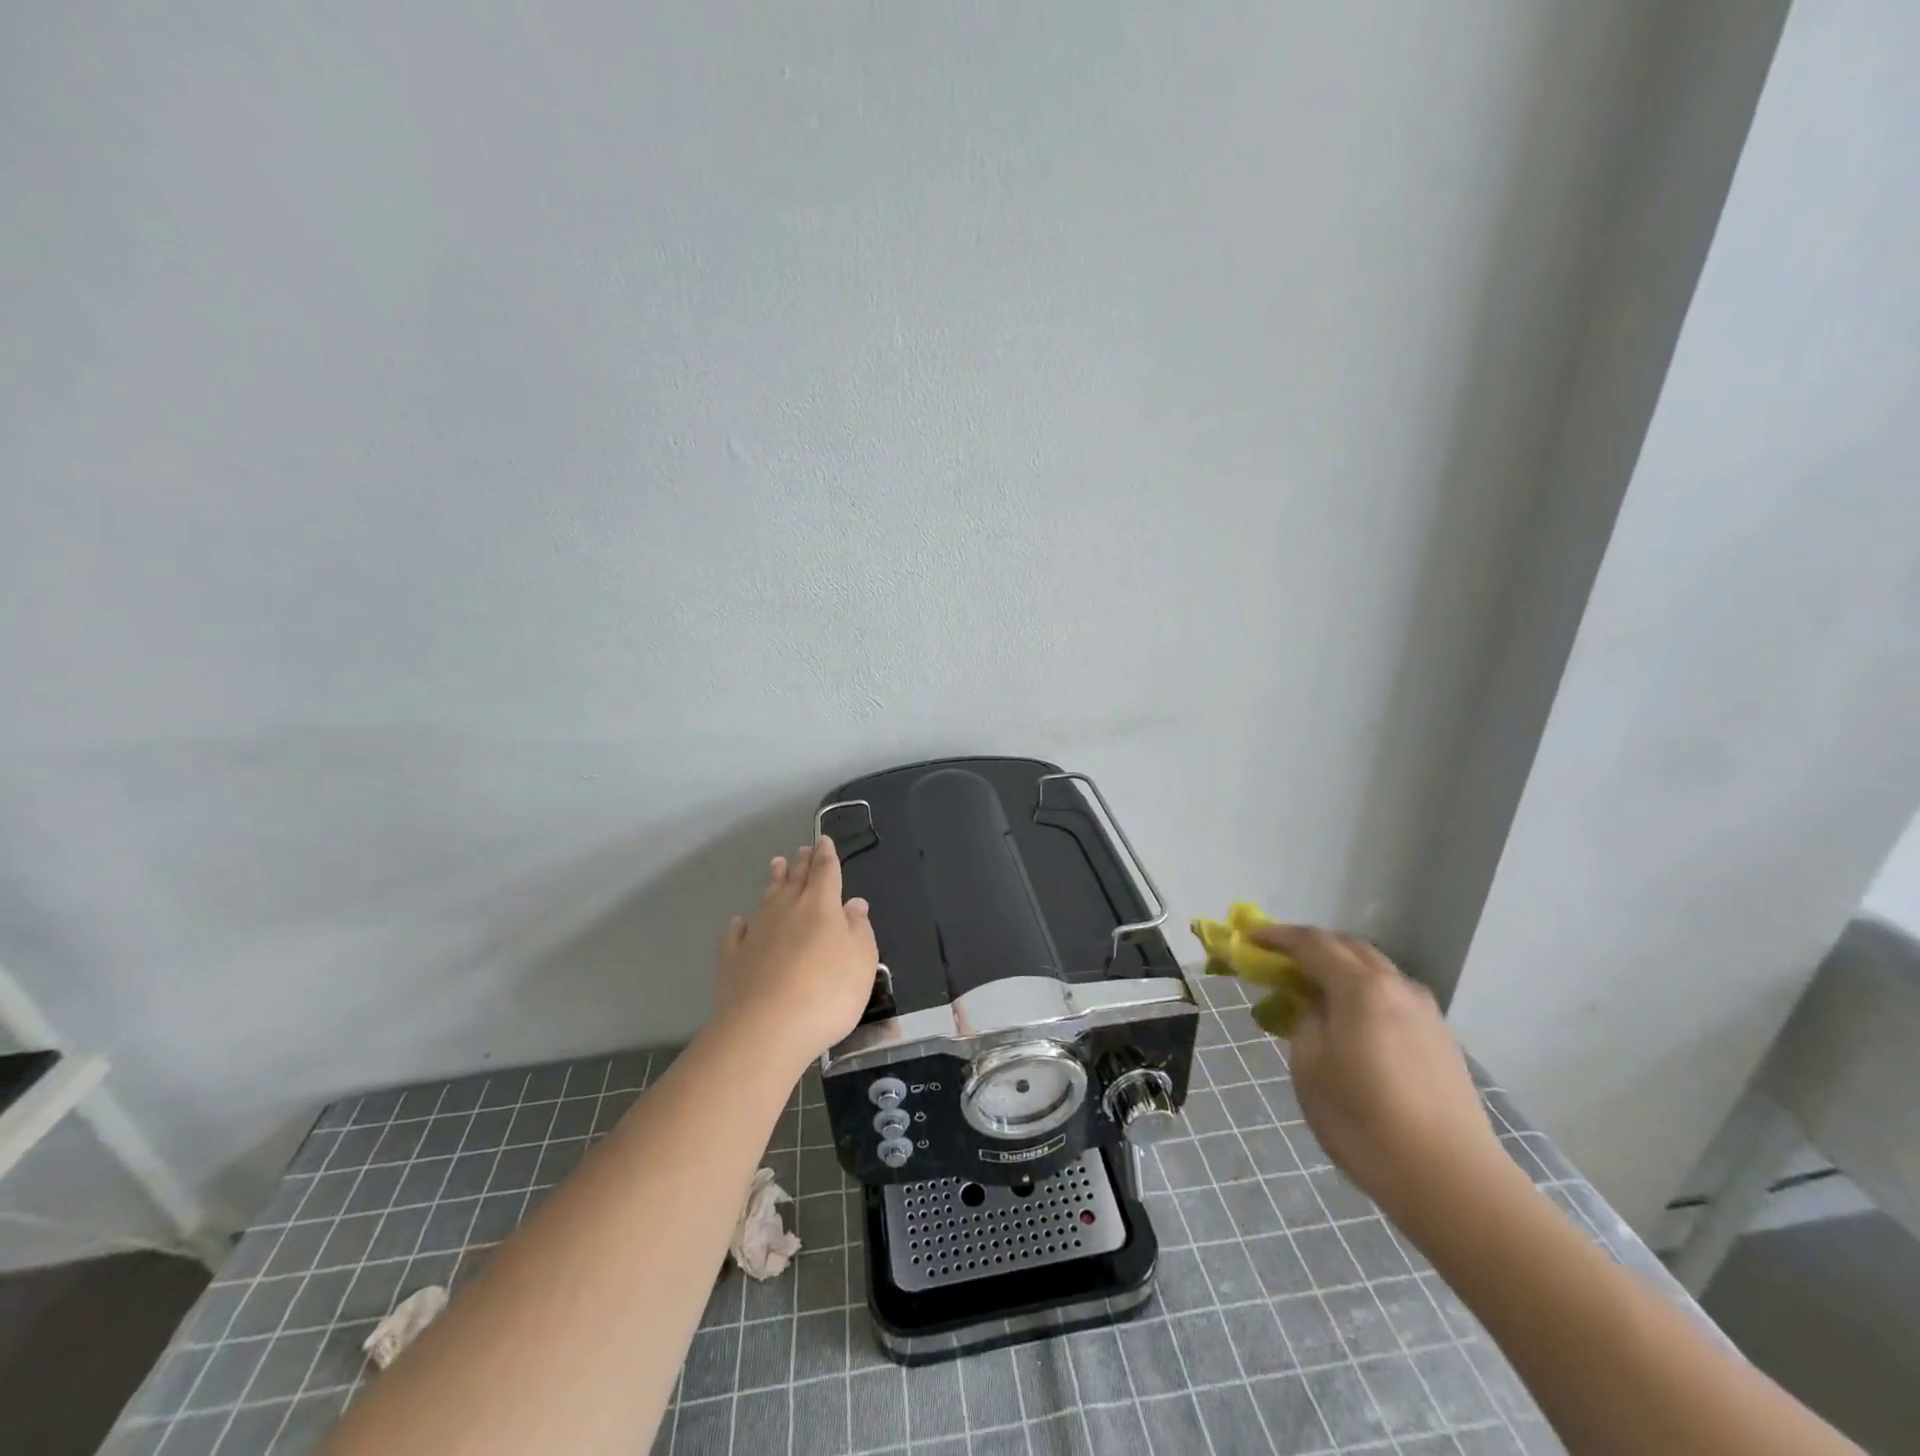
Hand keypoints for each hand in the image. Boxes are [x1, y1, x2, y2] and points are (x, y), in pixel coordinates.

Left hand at [713, 835, 879, 1076]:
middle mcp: (787, 910)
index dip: (826, 855)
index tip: (823, 840)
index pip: (825, 871)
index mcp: (821, 905)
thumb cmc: (828, 991)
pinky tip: (740, 923)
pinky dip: (742, 924)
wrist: (768, 1027)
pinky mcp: (733, 958)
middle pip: (795, 880)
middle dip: (801, 863)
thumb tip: (853, 903)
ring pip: (766, 898)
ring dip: (773, 881)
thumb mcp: (862, 960)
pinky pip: (737, 933)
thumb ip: (859, 928)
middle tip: (802, 850)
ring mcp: (756, 932)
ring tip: (776, 865)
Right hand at [1248, 925, 1508, 1224]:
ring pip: (1376, 971)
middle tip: (1279, 961)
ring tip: (1316, 992)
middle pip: (1349, 948)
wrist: (1450, 1180)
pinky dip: (1366, 993)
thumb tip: (1315, 1008)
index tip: (1250, 938)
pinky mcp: (1442, 1040)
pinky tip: (1354, 1023)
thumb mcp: (1309, 1068)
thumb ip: (1305, 1022)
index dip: (1277, 936)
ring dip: (1341, 969)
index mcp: (1361, 988)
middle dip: (1311, 947)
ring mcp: (1426, 1012)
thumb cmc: (1363, 1121)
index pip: (1312, 943)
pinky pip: (1395, 997)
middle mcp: (1397, 987)